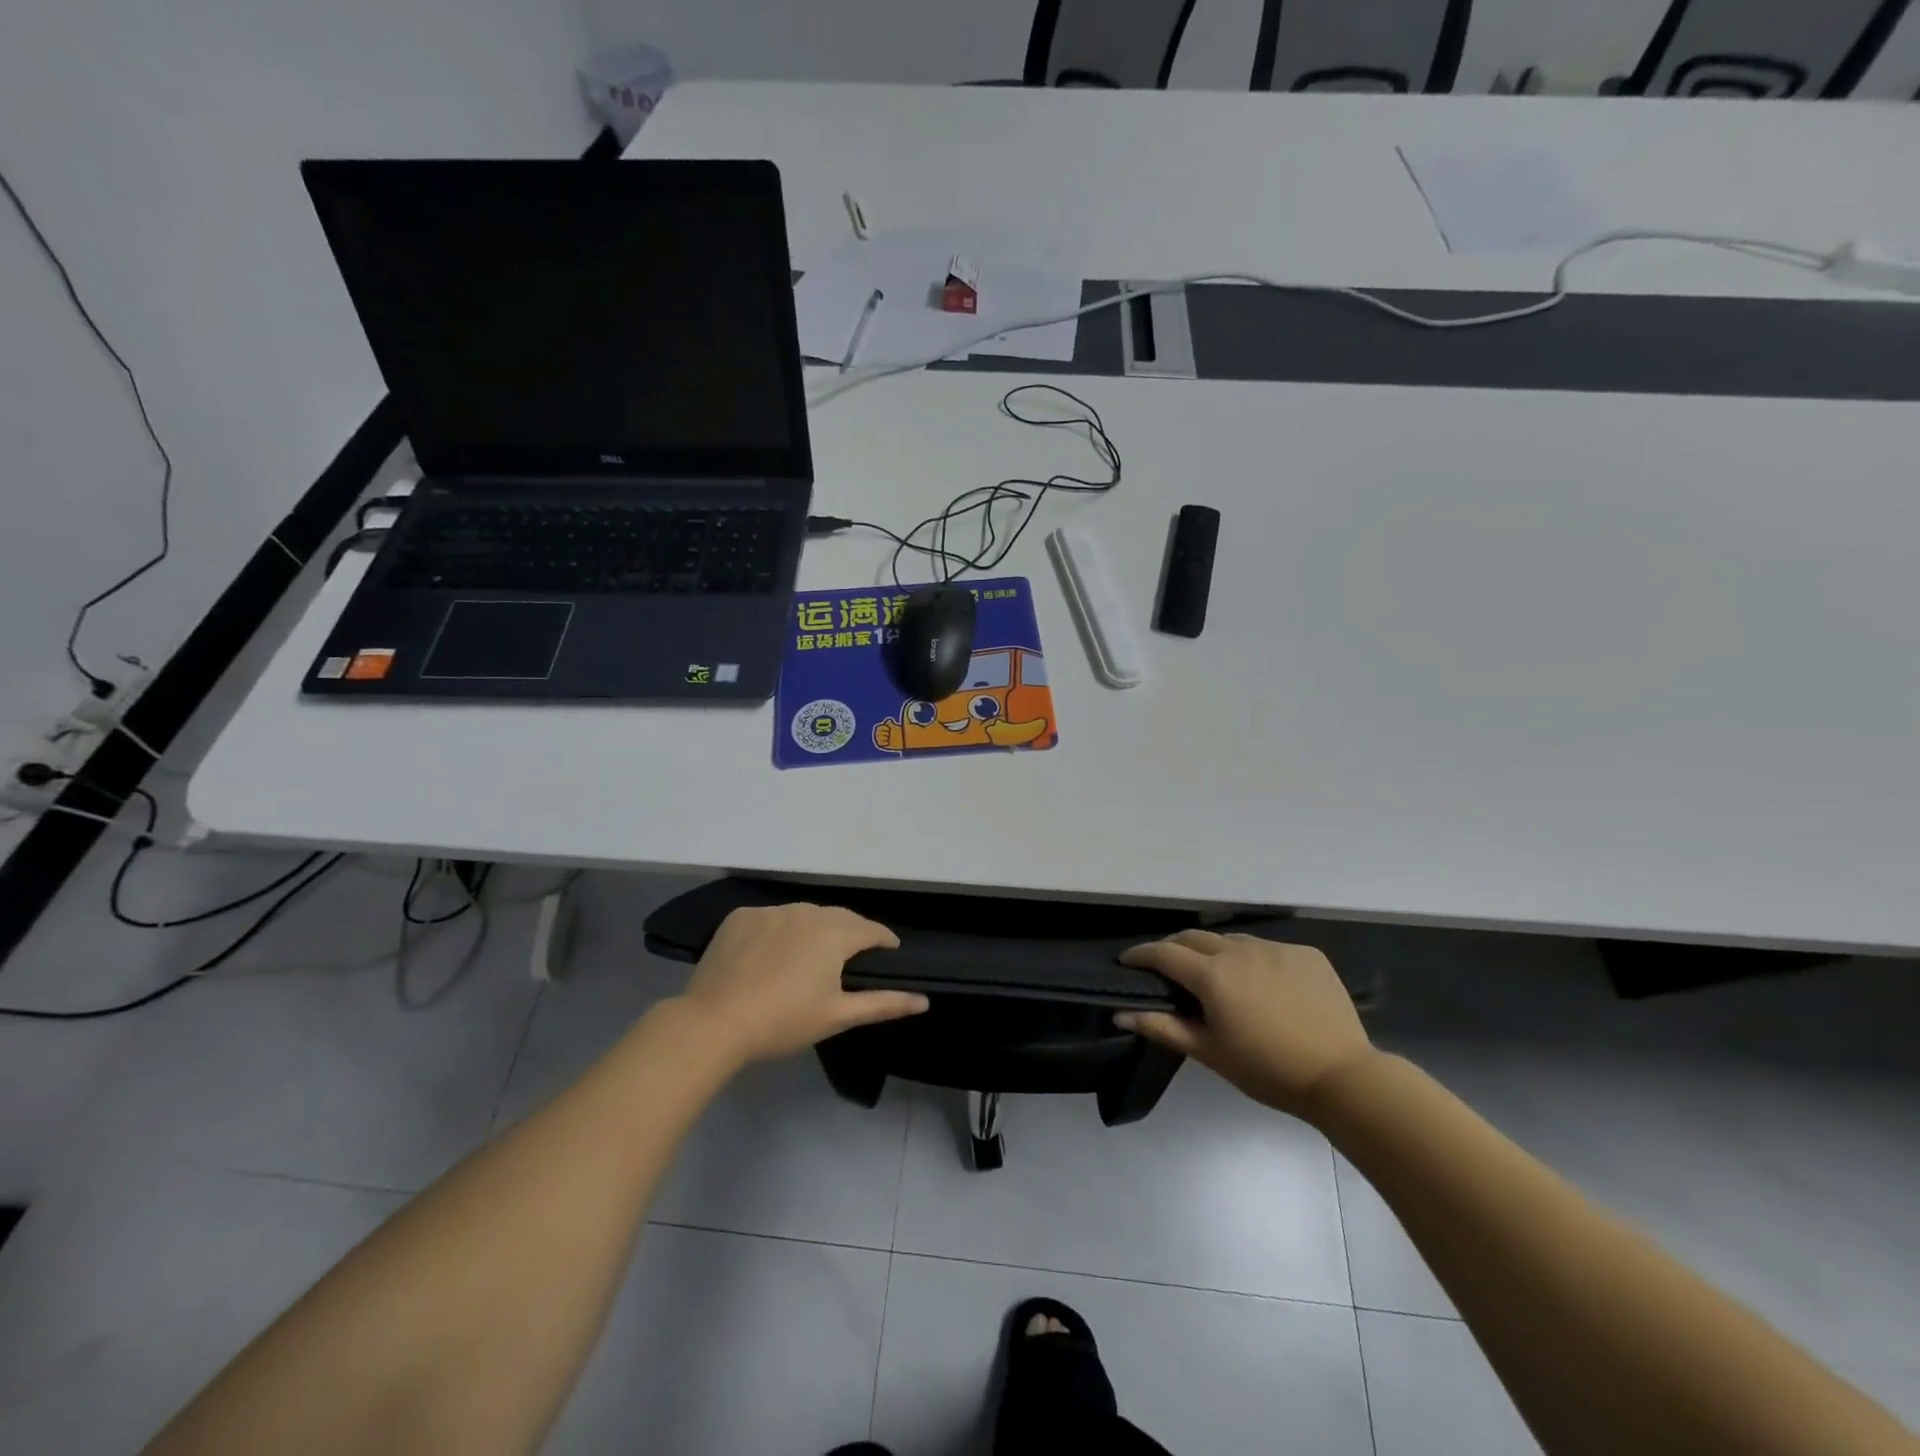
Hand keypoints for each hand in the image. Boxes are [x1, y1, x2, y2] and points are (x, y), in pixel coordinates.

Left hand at [677, 903, 927, 1065]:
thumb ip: (883, 1004)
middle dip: (852, 932)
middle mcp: (806, 911)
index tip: (890, 952)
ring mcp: (770, 911)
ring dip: (816, 928)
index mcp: (834, 933)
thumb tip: (923, 1000)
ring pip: (804, 913)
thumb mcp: (837, 1016)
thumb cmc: (783, 1022)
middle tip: (854, 954)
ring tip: (814, 952)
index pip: (871, 929)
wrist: (714, 1023)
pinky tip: (773, 952)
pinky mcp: (741, 917)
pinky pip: (772, 917)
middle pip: (839, 917)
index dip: (884, 940)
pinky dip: (781, 929)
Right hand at [1116, 930, 1374, 1120]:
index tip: (1128, 961)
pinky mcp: (1305, 954)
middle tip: (1167, 968)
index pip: (1164, 953)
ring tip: (1217, 976)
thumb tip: (1120, 1014)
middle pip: (1194, 938)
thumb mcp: (1210, 1053)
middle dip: (1174, 948)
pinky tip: (1263, 984)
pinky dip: (1254, 960)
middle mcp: (1240, 950)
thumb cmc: (1268, 1070)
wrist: (1343, 1076)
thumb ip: (1163, 1028)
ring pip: (1232, 940)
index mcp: (1212, 975)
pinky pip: (1268, 949)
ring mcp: (1275, 948)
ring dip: (1215, 952)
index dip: (1141, 954)